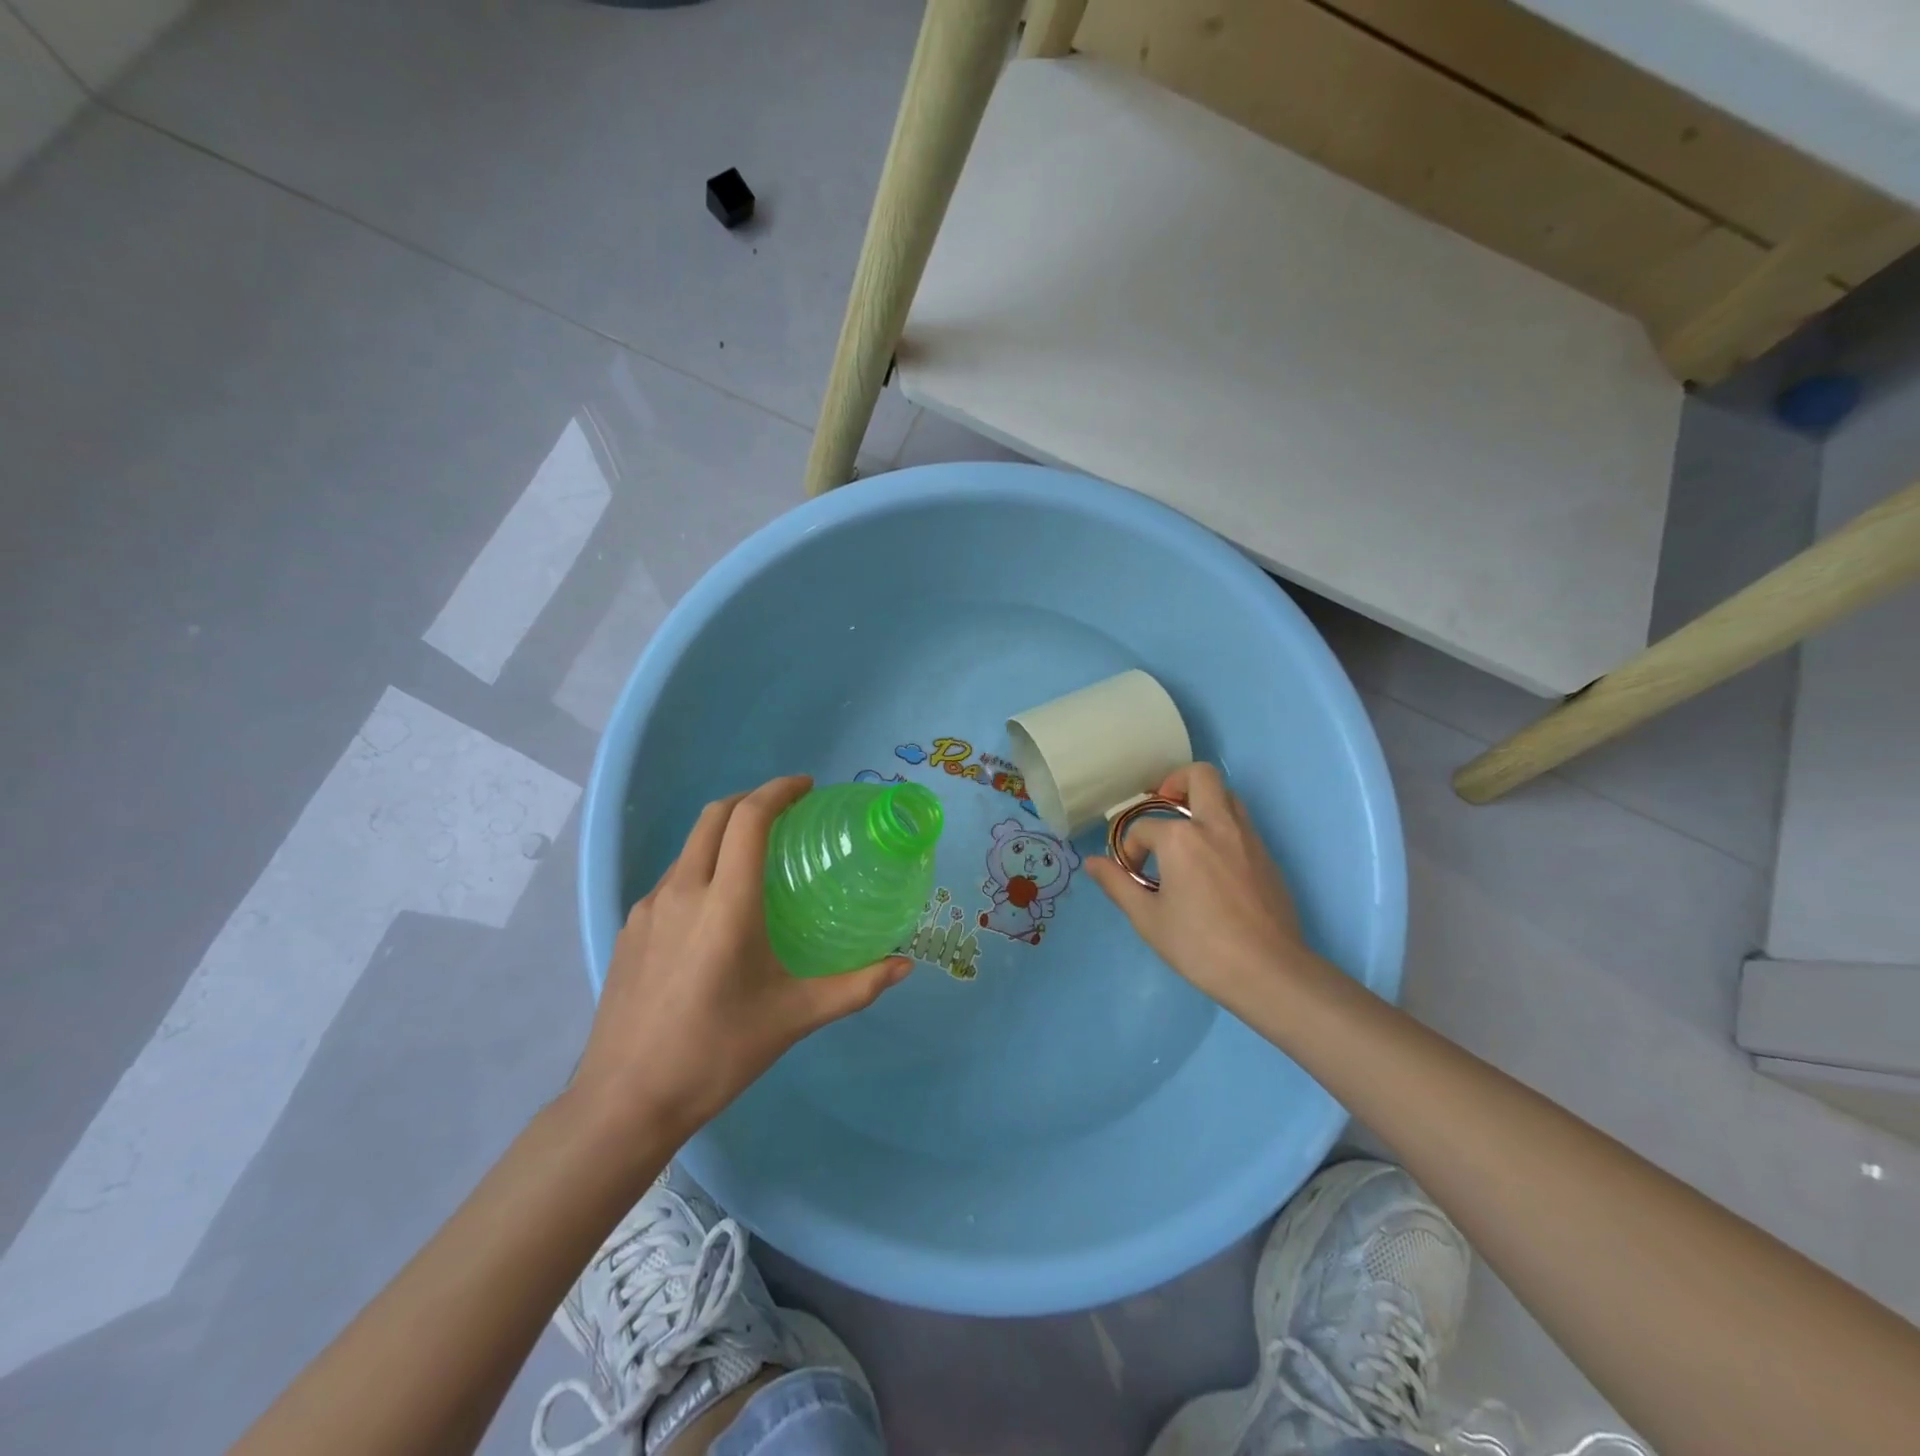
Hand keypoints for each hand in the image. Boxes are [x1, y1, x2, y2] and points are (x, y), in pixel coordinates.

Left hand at [570, 775, 911, 1143]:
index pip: (749, 819)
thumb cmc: (717, 1053)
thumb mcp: (794, 1017)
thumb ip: (855, 987)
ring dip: (724, 833)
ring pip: (690, 847)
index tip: (807, 787)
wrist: (625, 1102)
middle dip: (751, 799)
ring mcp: (648, 908)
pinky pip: (672, 878)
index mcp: (726, 903)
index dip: (779, 791)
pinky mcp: (630, 929)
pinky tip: (718, 908)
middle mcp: (683, 891)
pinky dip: (702, 867)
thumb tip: (904, 966)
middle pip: (714, 816)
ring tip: (757, 858)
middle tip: (787, 811)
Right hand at [1085, 763, 1322, 1011]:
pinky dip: (1222, 826)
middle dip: (1175, 782)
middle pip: (1199, 776)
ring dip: (1203, 802)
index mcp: (1181, 838)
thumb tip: (1091, 862)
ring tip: (1186, 833)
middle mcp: (1216, 825)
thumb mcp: (1147, 919)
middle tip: (1162, 806)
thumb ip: (1117, 884)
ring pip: (1227, 795)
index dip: (1130, 849)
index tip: (1132, 875)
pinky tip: (1211, 862)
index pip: (1144, 828)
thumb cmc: (1200, 946)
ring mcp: (1247, 837)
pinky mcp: (1267, 856)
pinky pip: (1242, 823)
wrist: (1269, 971)